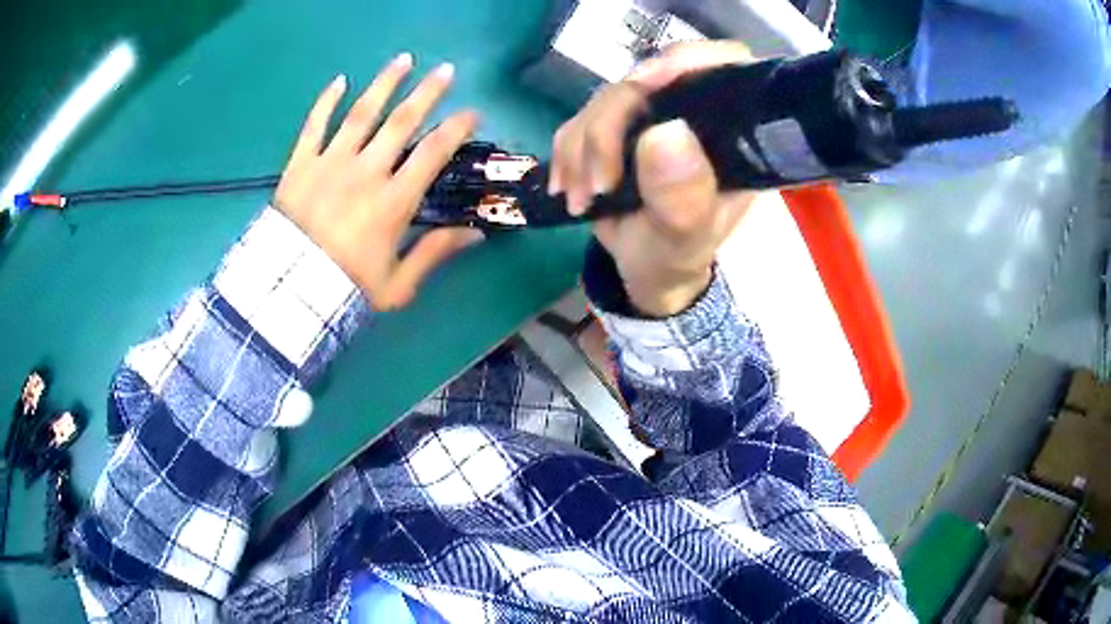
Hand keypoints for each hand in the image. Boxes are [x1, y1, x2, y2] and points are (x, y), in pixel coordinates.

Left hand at [275, 53, 483, 310]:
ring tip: (403, 60)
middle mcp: (366, 171)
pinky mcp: (300, 164)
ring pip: (362, 113)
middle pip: (402, 121)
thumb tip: (476, 234)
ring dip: (384, 83)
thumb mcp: (398, 284)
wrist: (289, 292)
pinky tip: (340, 80)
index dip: (457, 128)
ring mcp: (330, 163)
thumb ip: (435, 253)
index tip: (472, 113)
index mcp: (393, 200)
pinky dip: (325, 101)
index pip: (434, 152)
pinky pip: (314, 125)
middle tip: (446, 71)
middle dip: (428, 92)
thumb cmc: (346, 288)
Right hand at [549, 42, 757, 316]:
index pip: (723, 66)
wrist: (647, 267)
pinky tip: (570, 188)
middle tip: (598, 185)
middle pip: (648, 80)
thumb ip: (682, 197)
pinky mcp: (617, 126)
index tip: (643, 85)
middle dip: (610, 128)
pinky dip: (567, 154)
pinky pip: (579, 120)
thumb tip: (665, 133)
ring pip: (606, 99)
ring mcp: (652, 115)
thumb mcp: (685, 237)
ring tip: (584, 200)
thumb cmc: (677, 254)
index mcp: (730, 131)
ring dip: (582, 149)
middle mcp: (693, 112)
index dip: (685, 62)